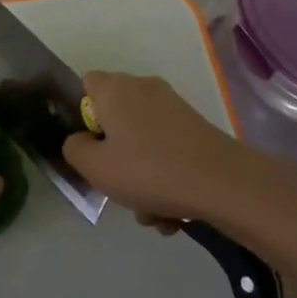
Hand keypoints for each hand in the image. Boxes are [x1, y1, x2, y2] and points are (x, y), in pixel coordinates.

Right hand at [60, 71, 247, 224]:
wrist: (221, 182)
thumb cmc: (148, 170)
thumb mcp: (95, 167)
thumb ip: (75, 149)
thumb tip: (80, 140)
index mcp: (115, 89)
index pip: (87, 84)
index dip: (83, 115)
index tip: (89, 146)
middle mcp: (143, 88)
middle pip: (116, 119)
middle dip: (115, 157)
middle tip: (118, 187)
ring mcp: (173, 107)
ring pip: (143, 143)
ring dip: (142, 179)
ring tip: (151, 213)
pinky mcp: (196, 128)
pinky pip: (167, 152)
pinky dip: (166, 178)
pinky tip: (173, 212)